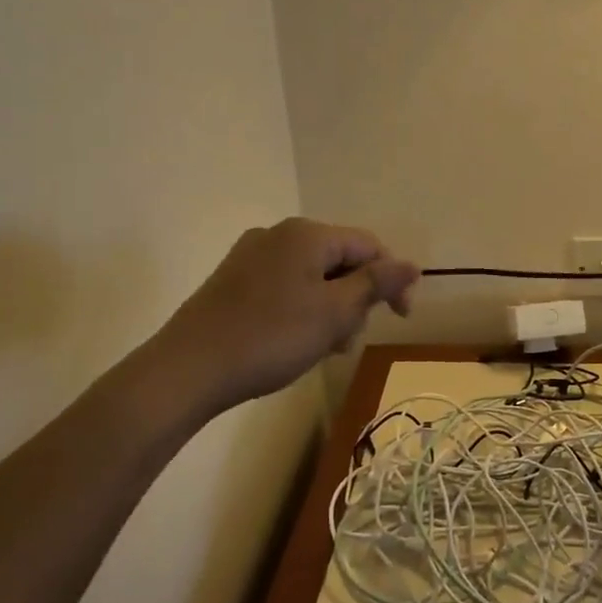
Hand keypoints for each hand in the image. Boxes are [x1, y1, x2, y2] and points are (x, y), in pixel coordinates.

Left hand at [162, 218, 417, 412]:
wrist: (189, 368)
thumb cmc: (271, 337)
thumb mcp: (335, 312)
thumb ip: (377, 284)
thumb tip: (412, 263)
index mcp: (307, 234)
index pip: (368, 245)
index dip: (391, 280)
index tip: (400, 319)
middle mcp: (278, 234)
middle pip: (339, 260)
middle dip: (355, 299)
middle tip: (347, 342)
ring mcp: (251, 256)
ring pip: (312, 277)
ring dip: (329, 309)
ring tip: (321, 349)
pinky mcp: (232, 280)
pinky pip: (285, 287)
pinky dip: (301, 310)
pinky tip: (292, 342)